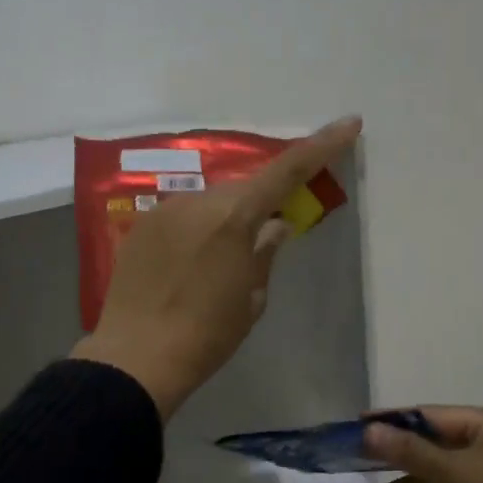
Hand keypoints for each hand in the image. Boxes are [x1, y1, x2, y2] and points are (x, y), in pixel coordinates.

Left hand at [73, 116, 362, 418]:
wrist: (135, 358)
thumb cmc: (206, 335)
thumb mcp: (251, 299)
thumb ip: (265, 253)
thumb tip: (276, 225)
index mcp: (234, 218)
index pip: (287, 171)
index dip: (321, 146)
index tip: (348, 124)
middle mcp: (198, 202)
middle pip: (243, 189)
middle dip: (261, 204)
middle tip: (268, 235)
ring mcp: (164, 211)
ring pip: (210, 202)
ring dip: (225, 219)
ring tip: (219, 264)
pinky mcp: (140, 227)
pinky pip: (182, 217)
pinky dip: (196, 230)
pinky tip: (189, 265)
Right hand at [366, 408, 482, 482]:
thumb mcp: (455, 472)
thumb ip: (411, 451)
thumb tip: (369, 430)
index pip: (431, 414)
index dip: (394, 420)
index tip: (361, 425)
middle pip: (441, 442)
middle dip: (406, 456)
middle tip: (369, 465)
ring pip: (454, 470)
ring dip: (423, 482)